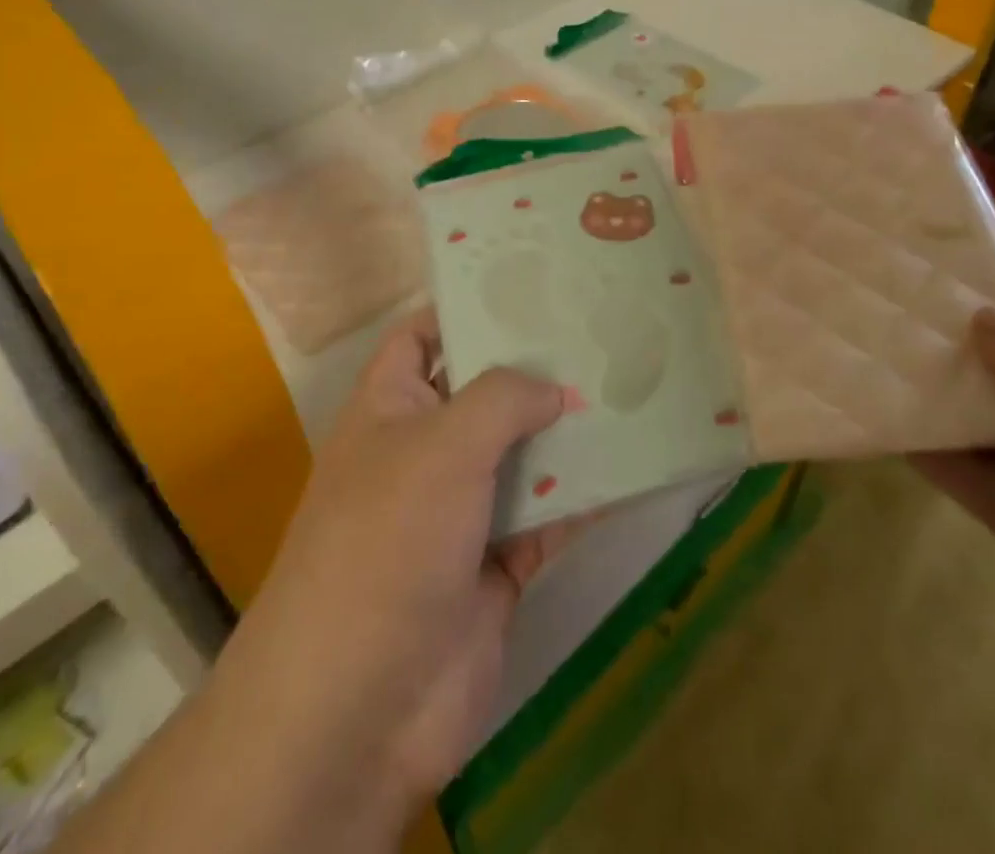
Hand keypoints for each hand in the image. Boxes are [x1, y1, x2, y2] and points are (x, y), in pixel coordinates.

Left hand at [208, 309, 576, 848]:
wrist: (359, 708)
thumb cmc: (386, 542)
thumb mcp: (441, 446)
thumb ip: (503, 399)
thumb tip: (556, 387)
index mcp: (391, 406)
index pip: (425, 335)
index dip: (468, 307)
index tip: (531, 286)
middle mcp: (425, 449)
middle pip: (486, 392)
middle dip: (537, 368)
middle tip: (601, 331)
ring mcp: (462, 509)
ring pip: (524, 454)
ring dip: (569, 431)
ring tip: (630, 386)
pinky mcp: (498, 563)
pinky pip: (550, 517)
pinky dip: (586, 497)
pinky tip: (635, 468)